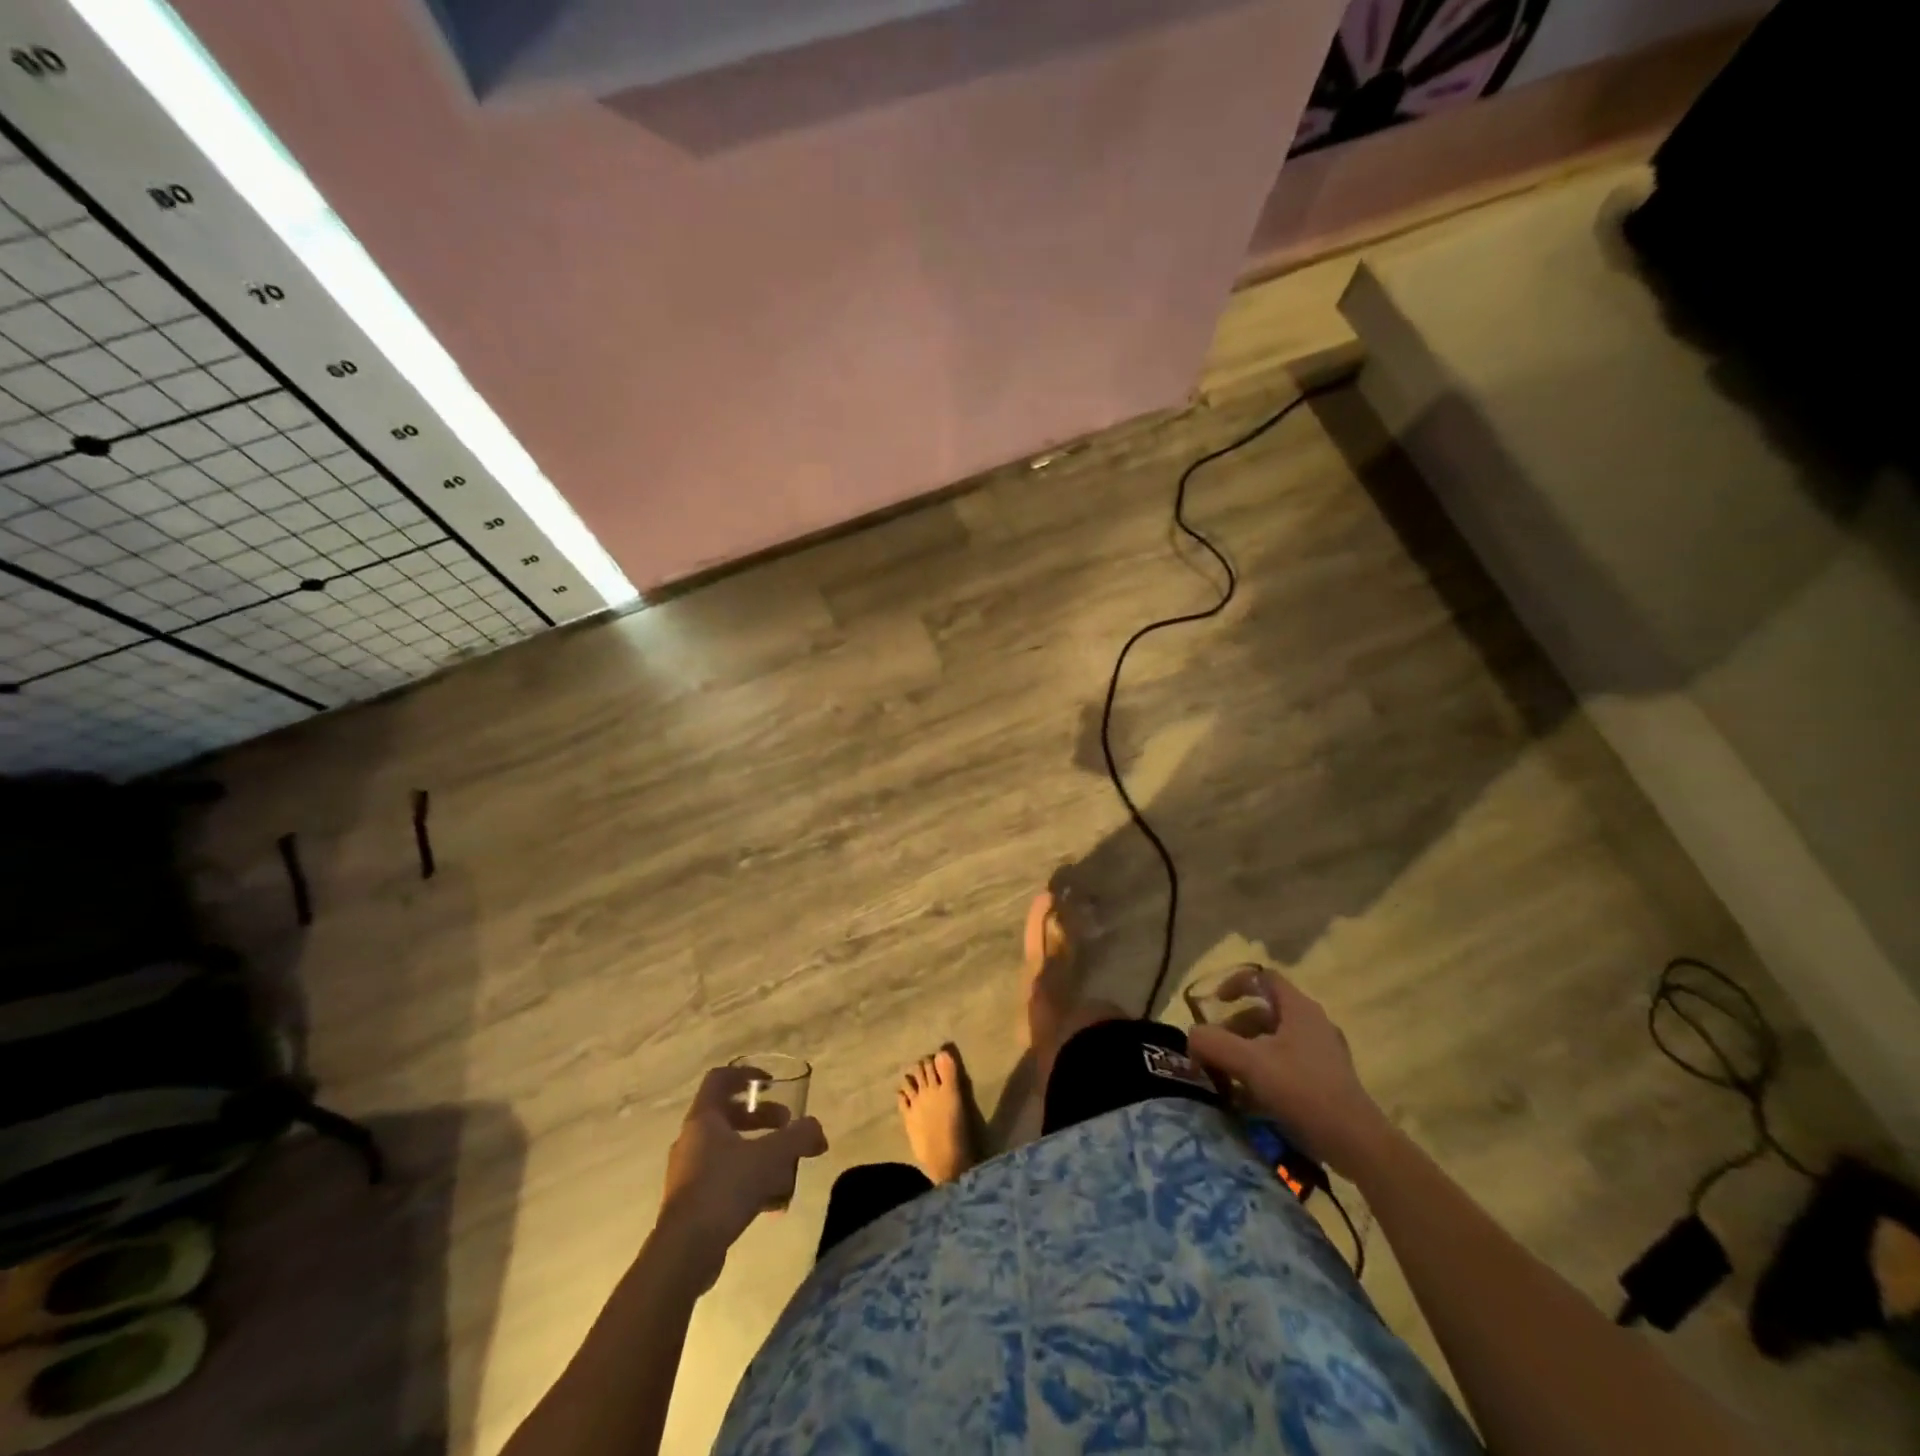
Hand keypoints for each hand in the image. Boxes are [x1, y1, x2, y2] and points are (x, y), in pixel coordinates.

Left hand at [657, 1066, 828, 1284]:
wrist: (684, 1253)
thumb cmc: (724, 1188)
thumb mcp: (771, 1157)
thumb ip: (799, 1138)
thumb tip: (818, 1132)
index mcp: (703, 1119)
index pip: (719, 1079)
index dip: (746, 1074)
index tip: (770, 1083)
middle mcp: (692, 1141)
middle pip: (728, 1115)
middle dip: (761, 1117)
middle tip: (786, 1124)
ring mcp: (688, 1173)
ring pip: (728, 1150)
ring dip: (758, 1151)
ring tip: (785, 1166)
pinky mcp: (691, 1204)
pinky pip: (725, 1180)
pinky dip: (749, 1182)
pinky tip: (773, 1202)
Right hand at [1187, 966, 1389, 1176]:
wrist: (1356, 1143)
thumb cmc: (1302, 1090)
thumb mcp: (1249, 1063)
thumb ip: (1213, 1043)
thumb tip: (1192, 1037)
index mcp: (1299, 1009)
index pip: (1263, 977)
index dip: (1236, 983)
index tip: (1216, 1003)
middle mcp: (1313, 1024)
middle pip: (1265, 1012)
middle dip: (1235, 1027)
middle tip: (1215, 1049)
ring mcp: (1324, 1053)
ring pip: (1275, 1040)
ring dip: (1247, 1052)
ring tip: (1228, 1076)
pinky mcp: (1328, 1081)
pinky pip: (1287, 1064)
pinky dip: (1265, 1072)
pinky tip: (1251, 1098)